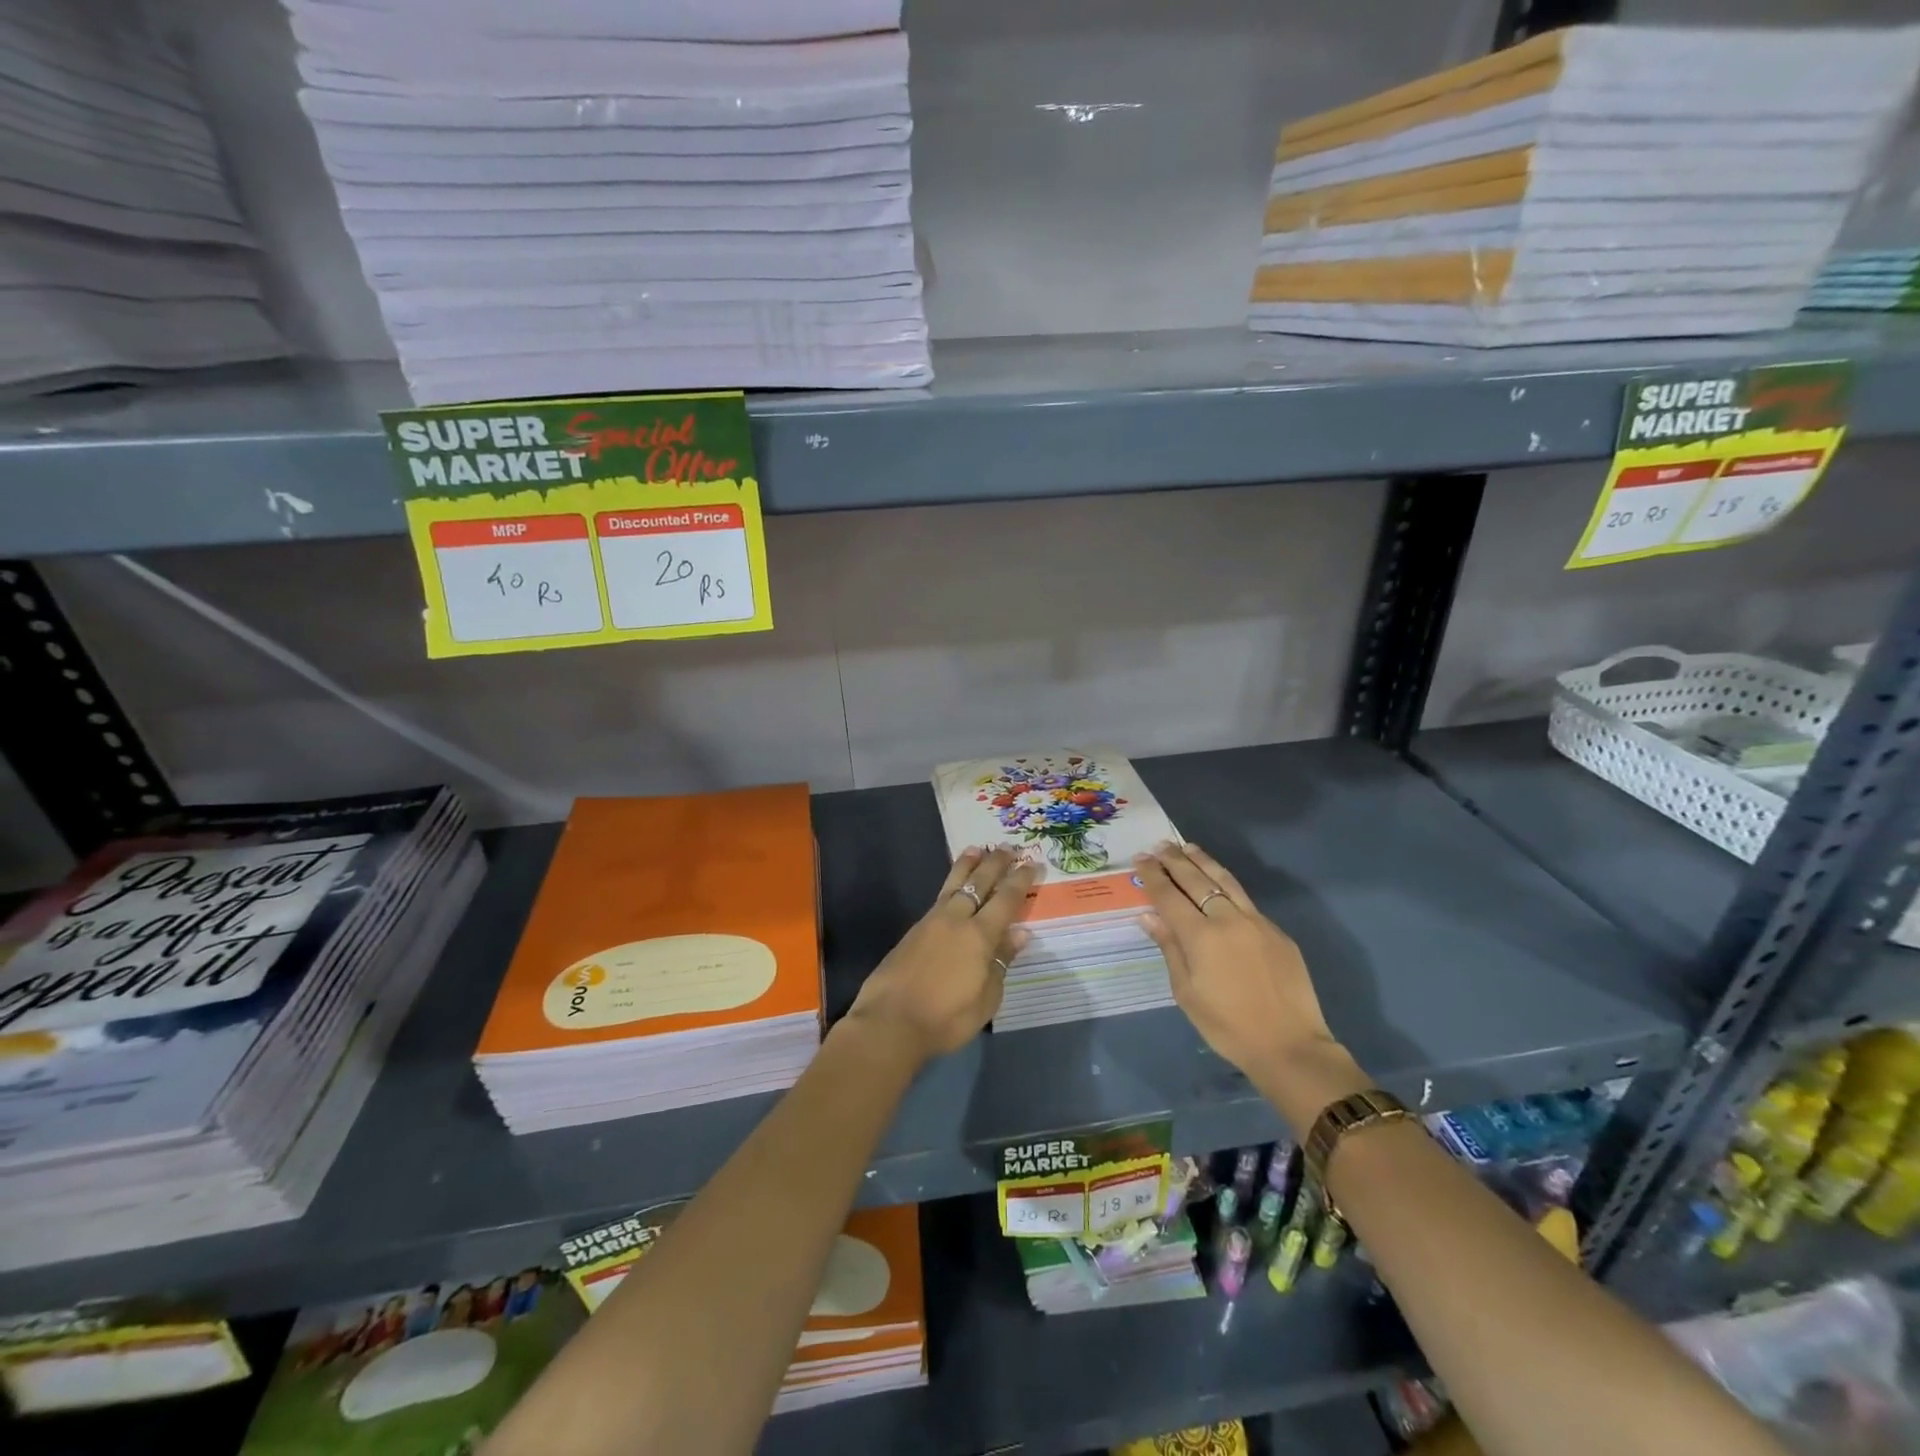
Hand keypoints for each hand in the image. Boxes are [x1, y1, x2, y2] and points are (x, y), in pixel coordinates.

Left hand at [845, 846, 1034, 1064]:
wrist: (891, 1022)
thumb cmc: (946, 1017)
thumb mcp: (986, 998)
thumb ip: (1001, 961)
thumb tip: (1019, 933)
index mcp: (979, 935)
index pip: (1006, 900)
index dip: (1020, 880)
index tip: (1032, 863)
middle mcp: (956, 919)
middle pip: (978, 883)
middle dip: (994, 864)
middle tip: (1006, 846)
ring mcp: (931, 922)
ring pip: (953, 884)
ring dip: (967, 866)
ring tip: (975, 849)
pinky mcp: (913, 931)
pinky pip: (939, 898)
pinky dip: (950, 884)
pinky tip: (952, 888)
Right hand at [1134, 842, 1366, 1128]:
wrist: (1289, 1046)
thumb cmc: (1228, 1026)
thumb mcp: (1187, 993)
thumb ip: (1169, 949)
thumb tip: (1149, 916)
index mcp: (1201, 936)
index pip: (1170, 896)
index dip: (1153, 876)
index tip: (1140, 859)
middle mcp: (1228, 919)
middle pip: (1196, 880)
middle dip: (1175, 860)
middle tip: (1160, 846)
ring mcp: (1256, 922)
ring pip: (1225, 881)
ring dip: (1203, 862)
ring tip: (1188, 847)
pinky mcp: (1276, 932)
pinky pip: (1245, 900)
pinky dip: (1226, 884)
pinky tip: (1219, 882)